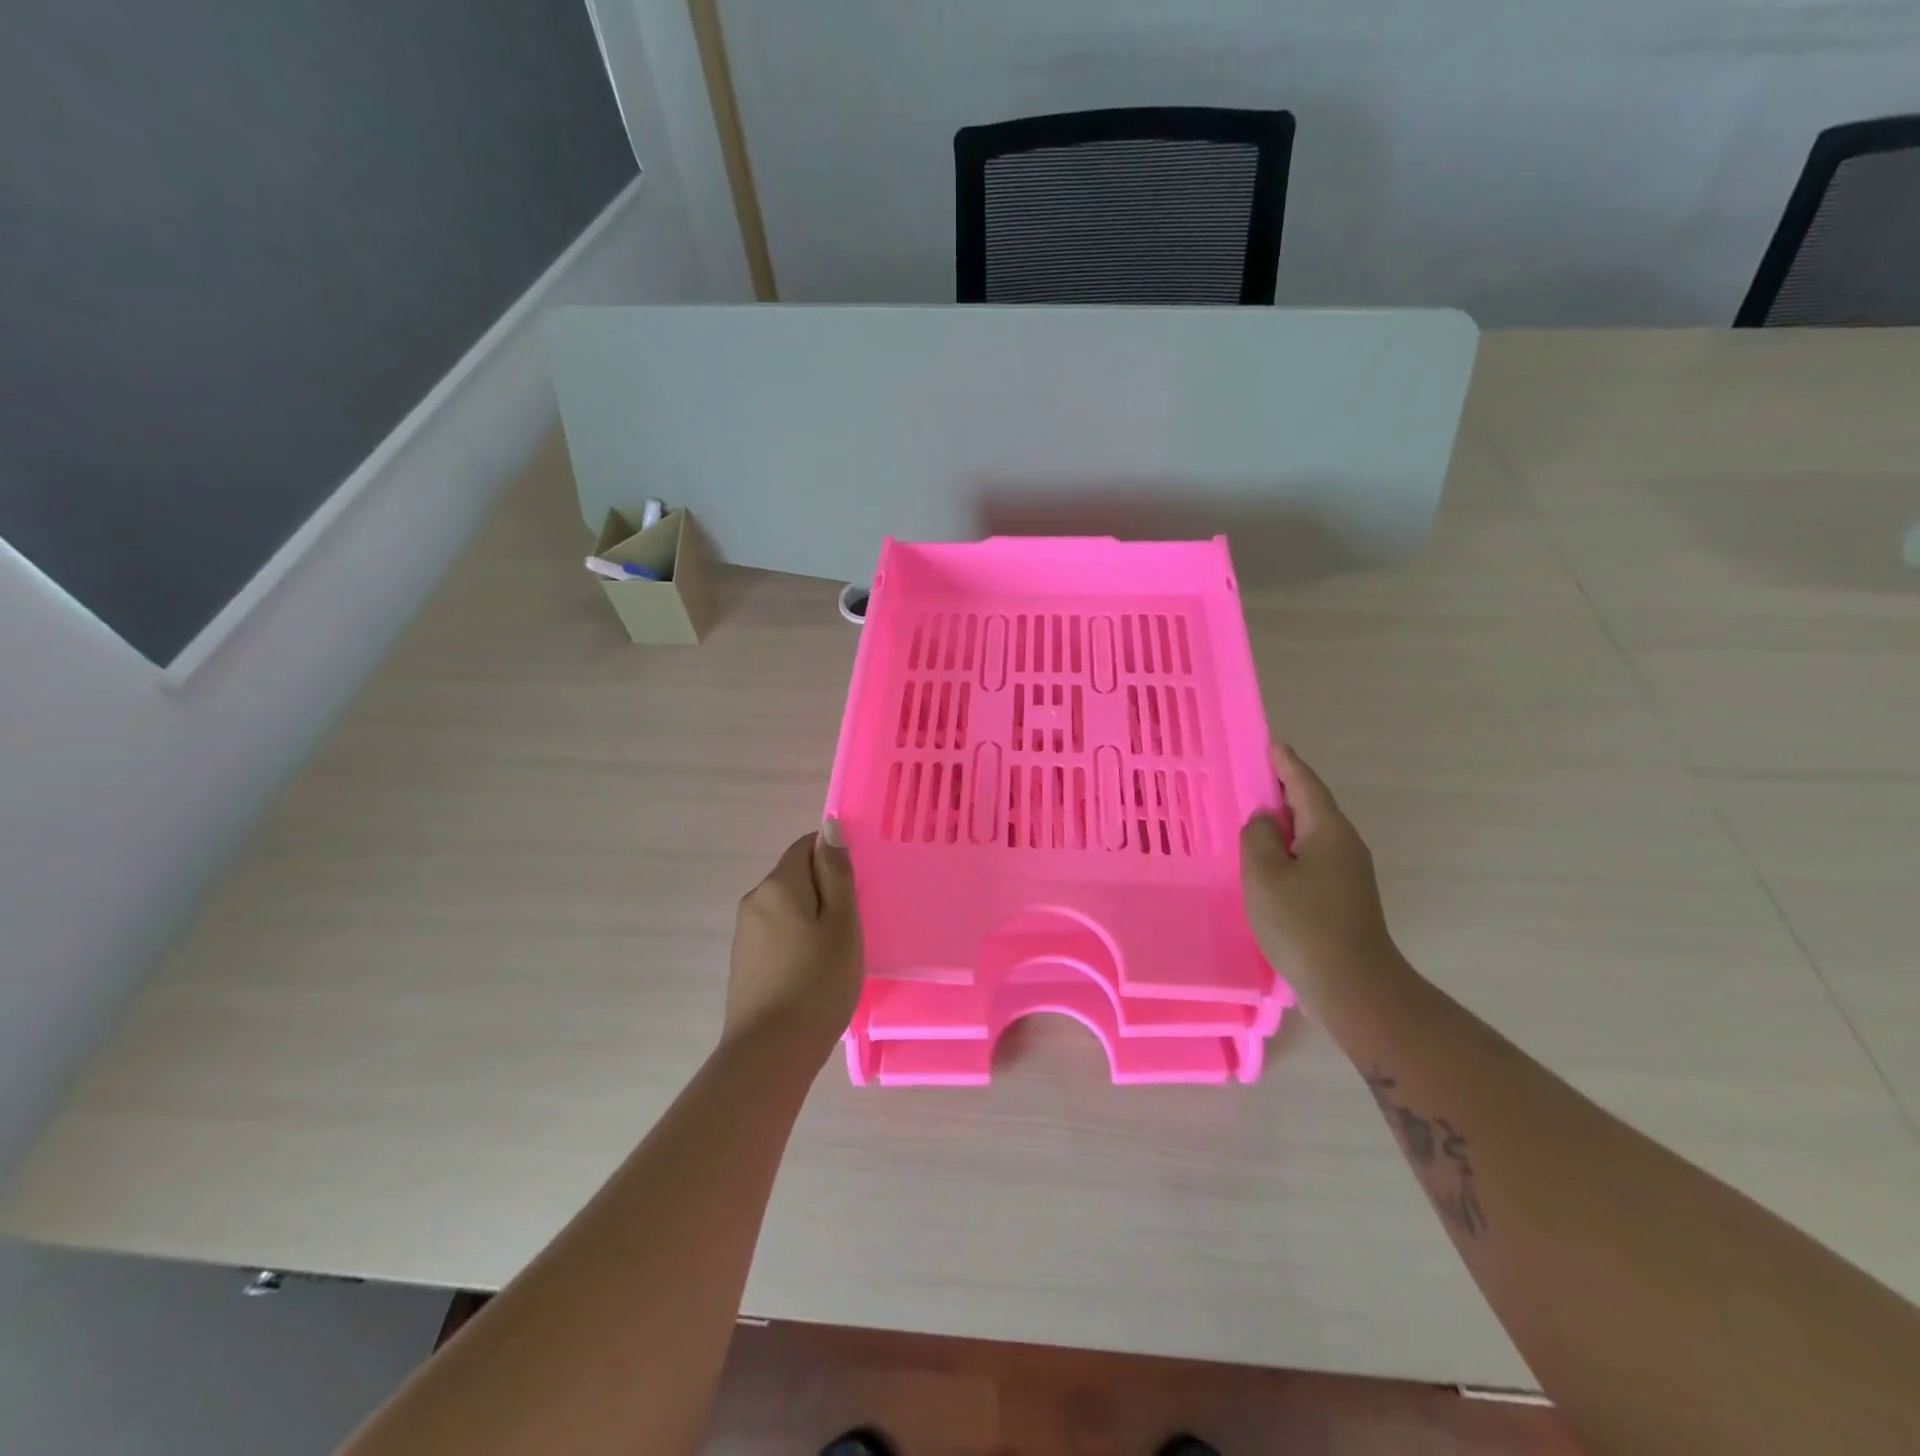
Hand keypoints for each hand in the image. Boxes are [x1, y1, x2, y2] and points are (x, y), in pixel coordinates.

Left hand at [724, 819, 863, 1054]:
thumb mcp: (841, 924)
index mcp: (778, 884)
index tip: (858, 889)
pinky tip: (814, 972)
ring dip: (813, 919)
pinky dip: (798, 941)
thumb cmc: (817, 984)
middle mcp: (754, 900)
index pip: (806, 846)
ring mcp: (745, 933)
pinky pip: (777, 934)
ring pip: (788, 908)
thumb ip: (836, 873)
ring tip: (837, 953)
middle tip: (855, 924)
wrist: (769, 1054)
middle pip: (796, 876)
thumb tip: (830, 825)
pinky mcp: (744, 962)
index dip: (834, 859)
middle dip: (826, 891)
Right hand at [1241, 743, 1404, 1008]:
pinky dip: (1290, 849)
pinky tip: (1271, 862)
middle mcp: (1345, 845)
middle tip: (1256, 776)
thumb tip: (1266, 822)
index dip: (1286, 763)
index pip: (1304, 784)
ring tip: (1257, 817)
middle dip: (1286, 790)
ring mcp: (1349, 874)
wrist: (1353, 986)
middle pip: (1312, 807)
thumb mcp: (1265, 874)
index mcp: (1328, 831)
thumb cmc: (1303, 923)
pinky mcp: (1345, 898)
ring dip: (1287, 823)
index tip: (1272, 742)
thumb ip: (1258, 838)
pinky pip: (1312, 858)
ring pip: (1312, 835)